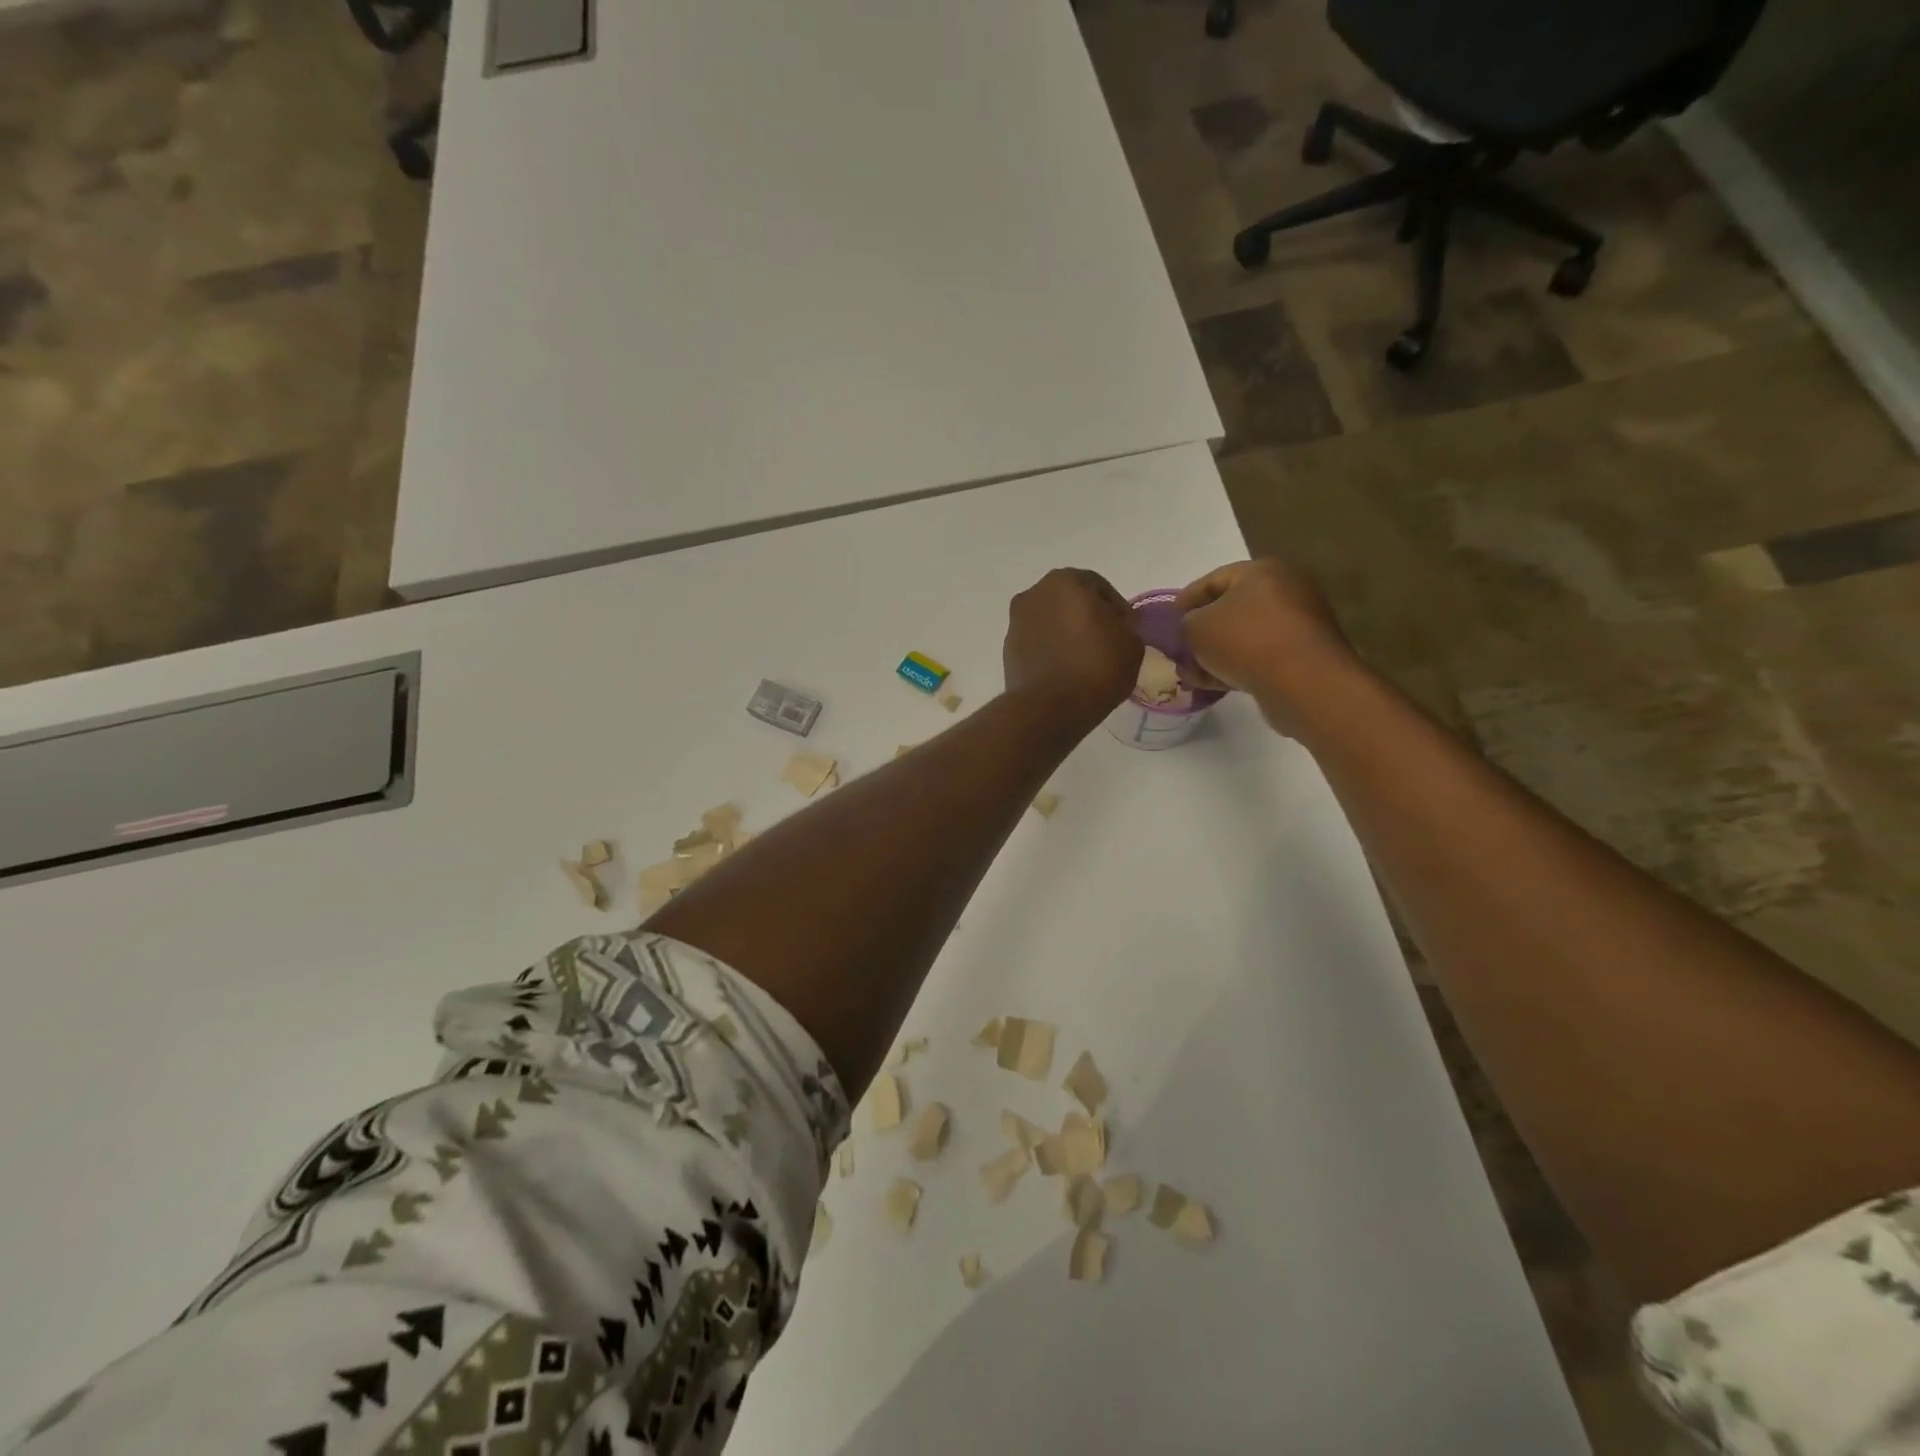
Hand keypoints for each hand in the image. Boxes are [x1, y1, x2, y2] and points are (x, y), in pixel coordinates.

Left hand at [1003, 568, 1142, 726]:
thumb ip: (1126, 626)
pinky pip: (1038, 644)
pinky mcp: (1008, 650)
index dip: (1117, 609)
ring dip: (1067, 634)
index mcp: (1065, 581)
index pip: (1098, 587)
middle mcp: (1034, 594)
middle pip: (1070, 602)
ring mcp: (1016, 622)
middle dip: (1087, 617)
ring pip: (1051, 622)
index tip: (1127, 630)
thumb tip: (1116, 627)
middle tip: (1106, 642)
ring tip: (1085, 659)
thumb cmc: (1096, 667)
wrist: (1049, 707)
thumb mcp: (1132, 644)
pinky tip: (1065, 671)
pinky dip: (1051, 651)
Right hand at [1175, 560, 1358, 732]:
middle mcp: (1284, 590)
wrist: (1302, 682)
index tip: (1167, 619)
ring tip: (1191, 674)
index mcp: (1261, 571)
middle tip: (1179, 648)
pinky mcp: (1302, 655)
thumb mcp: (1196, 628)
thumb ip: (1186, 623)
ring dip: (1216, 653)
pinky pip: (1260, 656)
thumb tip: (1192, 627)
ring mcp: (1297, 623)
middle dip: (1201, 630)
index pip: (1213, 580)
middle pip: (1231, 608)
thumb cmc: (1244, 641)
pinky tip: (1213, 684)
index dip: (1185, 599)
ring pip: (1244, 636)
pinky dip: (1236, 666)